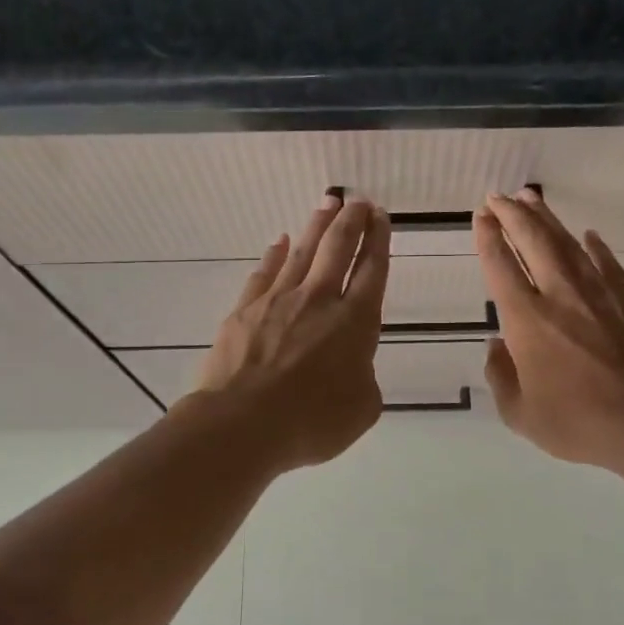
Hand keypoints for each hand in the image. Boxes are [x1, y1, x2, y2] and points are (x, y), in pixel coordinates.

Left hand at [190, 194, 390, 471]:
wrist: (242, 424)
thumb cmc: (311, 422)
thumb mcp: (362, 409)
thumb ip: (364, 379)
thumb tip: (351, 365)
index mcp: (355, 322)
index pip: (372, 270)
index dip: (379, 240)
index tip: (381, 216)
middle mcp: (319, 300)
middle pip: (338, 248)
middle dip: (352, 220)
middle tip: (358, 200)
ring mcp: (278, 301)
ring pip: (303, 252)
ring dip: (317, 225)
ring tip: (327, 203)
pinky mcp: (245, 310)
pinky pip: (264, 273)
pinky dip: (274, 255)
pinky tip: (279, 242)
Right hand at [476, 189, 623, 485]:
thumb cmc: (579, 424)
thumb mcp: (521, 415)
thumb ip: (501, 377)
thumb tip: (496, 346)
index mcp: (527, 322)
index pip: (501, 267)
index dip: (489, 238)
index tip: (481, 216)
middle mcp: (560, 296)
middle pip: (533, 242)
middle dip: (512, 215)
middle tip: (498, 196)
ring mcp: (599, 294)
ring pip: (568, 245)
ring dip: (547, 219)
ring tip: (531, 198)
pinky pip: (608, 264)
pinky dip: (595, 247)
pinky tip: (588, 236)